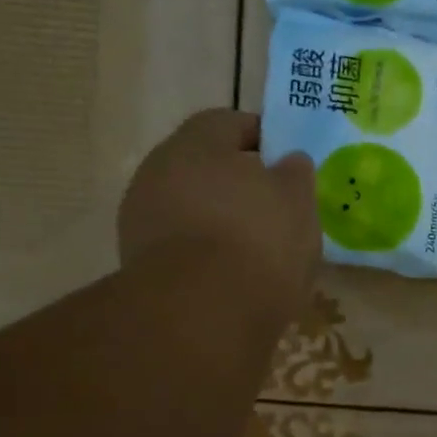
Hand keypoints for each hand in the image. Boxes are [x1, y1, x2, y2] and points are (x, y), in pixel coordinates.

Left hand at [117, 110, 318, 329]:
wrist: (202, 313)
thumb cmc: (259, 240)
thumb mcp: (297, 201)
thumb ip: (295, 175)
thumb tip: (289, 162)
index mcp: (197, 143)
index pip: (228, 123)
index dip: (261, 137)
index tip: (286, 161)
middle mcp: (158, 171)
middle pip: (204, 167)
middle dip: (237, 183)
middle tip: (274, 206)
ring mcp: (141, 219)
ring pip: (190, 207)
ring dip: (219, 220)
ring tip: (258, 247)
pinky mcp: (138, 264)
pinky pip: (181, 245)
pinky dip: (205, 253)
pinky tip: (233, 274)